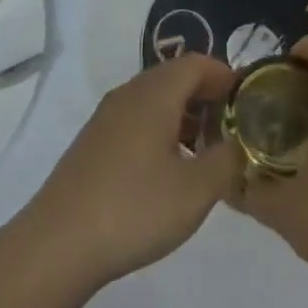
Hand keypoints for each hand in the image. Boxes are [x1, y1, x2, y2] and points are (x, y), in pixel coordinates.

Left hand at [17, 54, 243, 288]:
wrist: (58, 244)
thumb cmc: (134, 209)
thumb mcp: (197, 190)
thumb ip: (228, 160)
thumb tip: (239, 142)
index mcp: (154, 94)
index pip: (196, 63)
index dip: (226, 76)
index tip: (249, 102)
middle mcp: (128, 94)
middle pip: (174, 77)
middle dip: (207, 96)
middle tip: (232, 128)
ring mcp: (106, 117)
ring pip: (154, 99)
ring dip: (184, 114)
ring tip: (205, 151)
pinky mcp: (93, 142)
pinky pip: (136, 118)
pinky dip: (161, 129)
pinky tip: (169, 168)